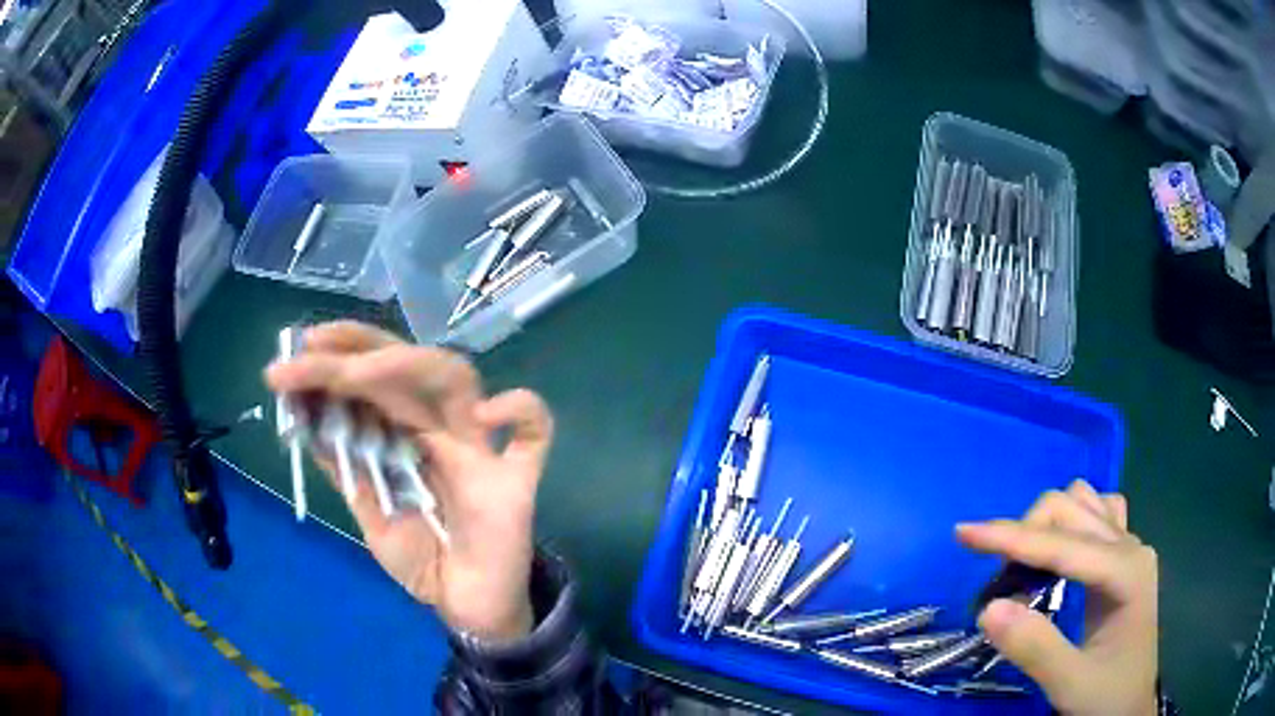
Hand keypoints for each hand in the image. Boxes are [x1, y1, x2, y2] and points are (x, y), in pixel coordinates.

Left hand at [265, 321, 553, 641]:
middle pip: (407, 365)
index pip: (374, 376)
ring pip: (459, 380)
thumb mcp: (368, 512)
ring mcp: (478, 448)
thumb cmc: (421, 560)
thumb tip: (305, 421)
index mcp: (404, 433)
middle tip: (311, 348)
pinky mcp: (517, 478)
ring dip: (407, 366)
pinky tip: (487, 414)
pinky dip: (519, 409)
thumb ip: (344, 470)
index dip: (339, 354)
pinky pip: (534, 432)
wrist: (469, 607)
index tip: (299, 347)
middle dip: (357, 350)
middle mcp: (439, 427)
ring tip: (355, 374)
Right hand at [957, 480, 1158, 715]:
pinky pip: (1095, 515)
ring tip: (1023, 567)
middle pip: (1072, 509)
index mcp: (1125, 572)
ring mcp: (1129, 547)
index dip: (1011, 538)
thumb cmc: (1106, 697)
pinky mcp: (1122, 557)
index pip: (1062, 545)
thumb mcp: (1070, 684)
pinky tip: (1059, 552)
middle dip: (1027, 533)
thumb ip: (1035, 647)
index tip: (962, 533)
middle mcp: (1130, 546)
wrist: (1131, 706)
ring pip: (1083, 503)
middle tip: (997, 580)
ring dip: (1046, 524)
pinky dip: (1069, 523)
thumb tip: (988, 607)